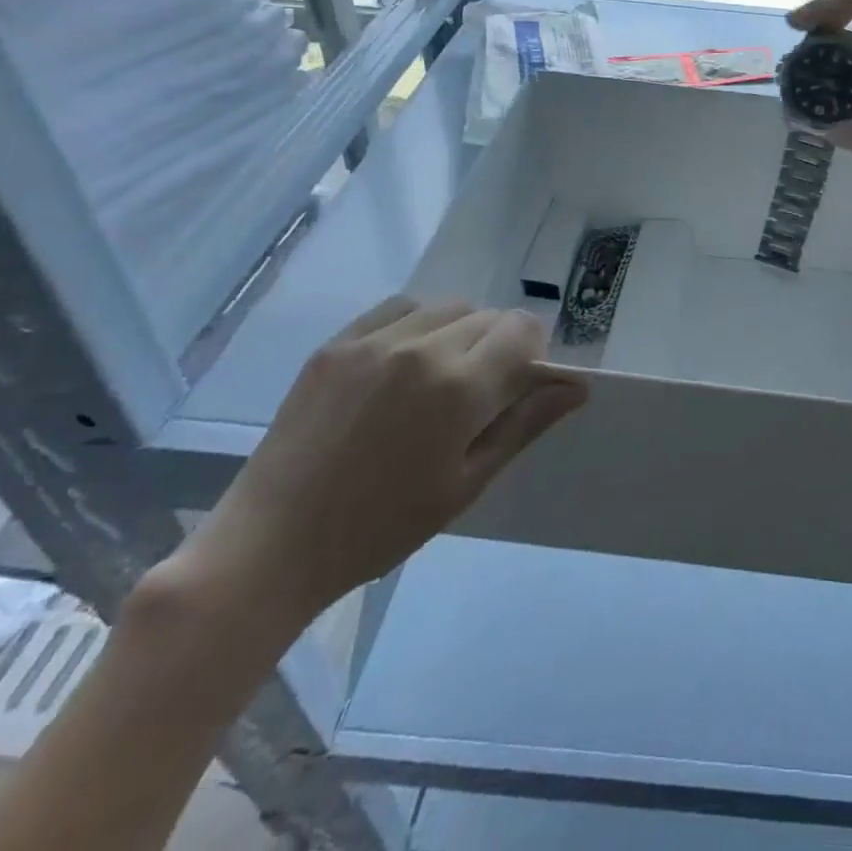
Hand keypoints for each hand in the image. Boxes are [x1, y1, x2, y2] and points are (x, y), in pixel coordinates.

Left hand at [164, 299, 586, 631]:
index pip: (523, 331)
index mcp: (461, 387)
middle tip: (477, 396)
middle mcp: (424, 347)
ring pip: (449, 307)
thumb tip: (577, 387)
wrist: (273, 544)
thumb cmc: (382, 526)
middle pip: (489, 318)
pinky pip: (401, 307)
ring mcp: (376, 339)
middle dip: (499, 347)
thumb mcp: (467, 483)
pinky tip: (406, 361)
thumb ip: (525, 424)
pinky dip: (419, 323)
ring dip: (462, 332)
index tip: (519, 387)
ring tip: (439, 379)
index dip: (533, 353)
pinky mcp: (340, 341)